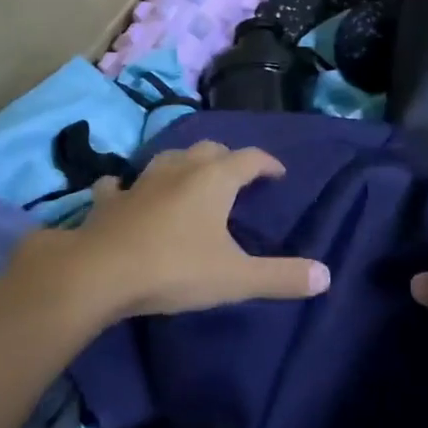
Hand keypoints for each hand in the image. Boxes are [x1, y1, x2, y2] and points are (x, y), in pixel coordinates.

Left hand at [9, 141, 329, 323]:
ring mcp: (141, 181)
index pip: (250, 159)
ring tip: (191, 178)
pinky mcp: (109, 200)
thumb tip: (326, 276)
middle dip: (228, 159)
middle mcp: (180, 169)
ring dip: (183, 164)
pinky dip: (126, 185)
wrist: (101, 273)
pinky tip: (123, 190)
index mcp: (214, 179)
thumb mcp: (236, 278)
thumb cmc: (175, 269)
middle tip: (238, 177)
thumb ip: (281, 277)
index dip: (267, 164)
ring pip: (169, 158)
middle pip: (210, 150)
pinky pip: (119, 184)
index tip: (278, 174)